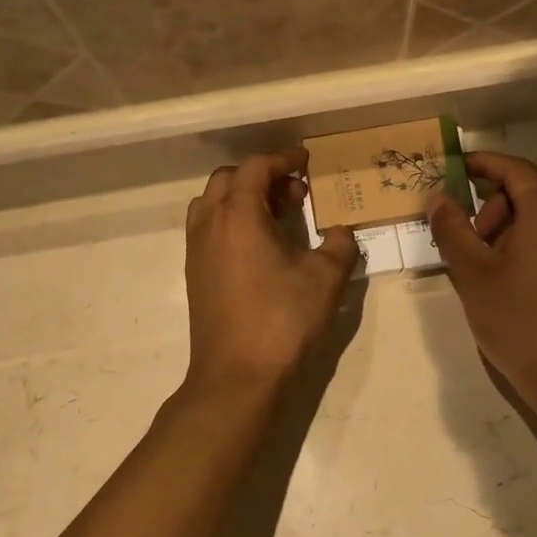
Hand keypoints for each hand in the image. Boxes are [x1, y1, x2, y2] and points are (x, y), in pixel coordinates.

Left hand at [184, 150, 359, 392]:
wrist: (237, 376)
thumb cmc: (282, 321)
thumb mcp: (325, 279)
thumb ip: (339, 245)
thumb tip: (341, 232)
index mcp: (238, 215)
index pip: (255, 167)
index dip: (282, 160)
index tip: (306, 165)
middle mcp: (210, 225)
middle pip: (229, 179)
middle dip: (262, 177)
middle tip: (296, 195)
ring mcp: (196, 251)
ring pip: (213, 203)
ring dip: (242, 198)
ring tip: (277, 218)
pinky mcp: (195, 275)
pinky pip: (208, 229)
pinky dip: (232, 222)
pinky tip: (260, 248)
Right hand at [426, 152, 536, 405]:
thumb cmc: (518, 322)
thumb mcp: (473, 274)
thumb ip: (452, 229)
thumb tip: (439, 197)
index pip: (515, 168)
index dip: (483, 163)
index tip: (456, 167)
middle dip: (503, 189)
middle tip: (477, 226)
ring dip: (519, 211)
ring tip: (490, 252)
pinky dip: (536, 229)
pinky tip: (512, 267)